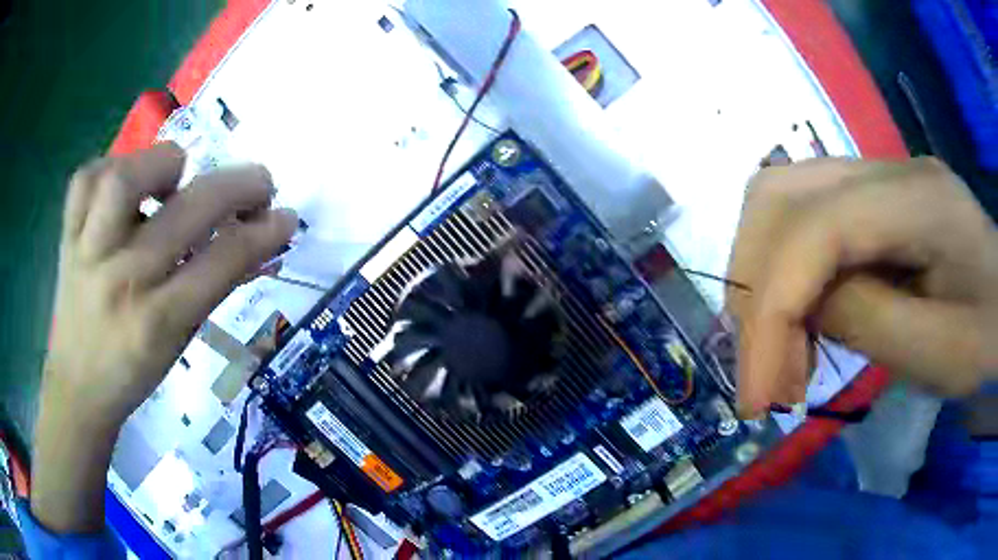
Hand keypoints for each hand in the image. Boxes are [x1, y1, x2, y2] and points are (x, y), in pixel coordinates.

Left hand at [33, 143, 296, 531]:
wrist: (77, 387)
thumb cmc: (133, 372)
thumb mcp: (179, 343)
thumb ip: (211, 288)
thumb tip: (254, 244)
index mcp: (157, 322)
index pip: (221, 263)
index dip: (263, 232)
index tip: (284, 218)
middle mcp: (122, 280)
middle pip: (186, 211)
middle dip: (237, 187)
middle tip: (258, 183)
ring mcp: (88, 252)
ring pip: (125, 179)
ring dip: (162, 166)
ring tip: (174, 179)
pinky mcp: (67, 236)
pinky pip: (86, 179)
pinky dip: (109, 169)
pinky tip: (123, 187)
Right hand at [727, 158, 997, 417]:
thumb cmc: (986, 332)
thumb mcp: (939, 352)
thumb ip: (866, 321)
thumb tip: (799, 310)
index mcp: (916, 198)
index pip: (817, 230)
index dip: (774, 312)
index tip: (758, 396)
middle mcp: (881, 166)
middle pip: (776, 195)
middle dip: (754, 289)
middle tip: (762, 369)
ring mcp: (870, 173)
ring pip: (777, 200)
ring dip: (761, 280)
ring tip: (779, 353)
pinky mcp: (865, 195)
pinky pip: (800, 219)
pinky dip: (784, 274)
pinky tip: (803, 324)